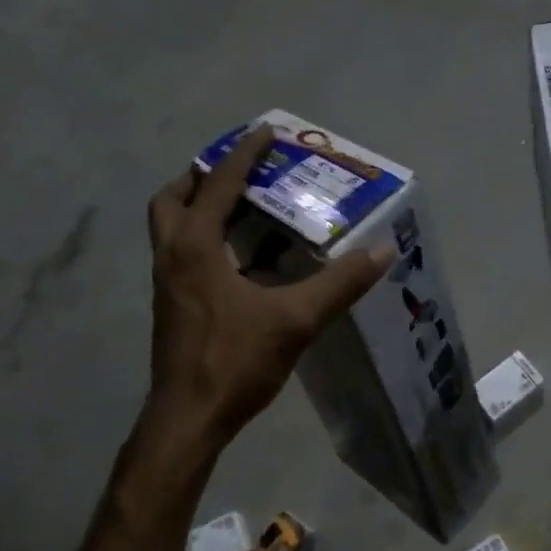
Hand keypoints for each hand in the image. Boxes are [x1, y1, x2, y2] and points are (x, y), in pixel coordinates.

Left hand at [146, 128, 391, 445]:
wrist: (189, 418)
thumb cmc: (234, 361)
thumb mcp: (295, 320)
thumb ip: (340, 284)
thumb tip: (383, 250)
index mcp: (195, 246)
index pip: (219, 183)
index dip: (244, 153)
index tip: (267, 131)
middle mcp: (172, 256)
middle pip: (174, 199)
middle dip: (204, 178)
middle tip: (241, 174)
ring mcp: (166, 283)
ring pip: (173, 228)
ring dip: (201, 208)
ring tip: (245, 208)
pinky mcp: (172, 306)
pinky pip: (184, 254)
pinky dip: (207, 241)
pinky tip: (244, 261)